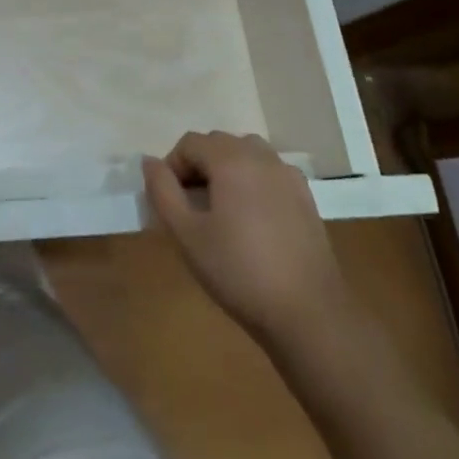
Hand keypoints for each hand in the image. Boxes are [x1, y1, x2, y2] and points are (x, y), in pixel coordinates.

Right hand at [143, 132, 350, 348]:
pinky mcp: (307, 199)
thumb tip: (150, 162)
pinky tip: (253, 218)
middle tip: (192, 206)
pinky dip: (254, 180)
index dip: (173, 166)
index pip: (190, 143)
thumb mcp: (186, 234)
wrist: (309, 316)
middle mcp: (262, 157)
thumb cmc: (239, 272)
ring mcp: (288, 176)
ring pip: (247, 153)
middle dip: (199, 165)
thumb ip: (162, 191)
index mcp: (231, 160)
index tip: (172, 201)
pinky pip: (271, 172)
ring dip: (227, 169)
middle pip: (218, 143)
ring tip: (221, 207)